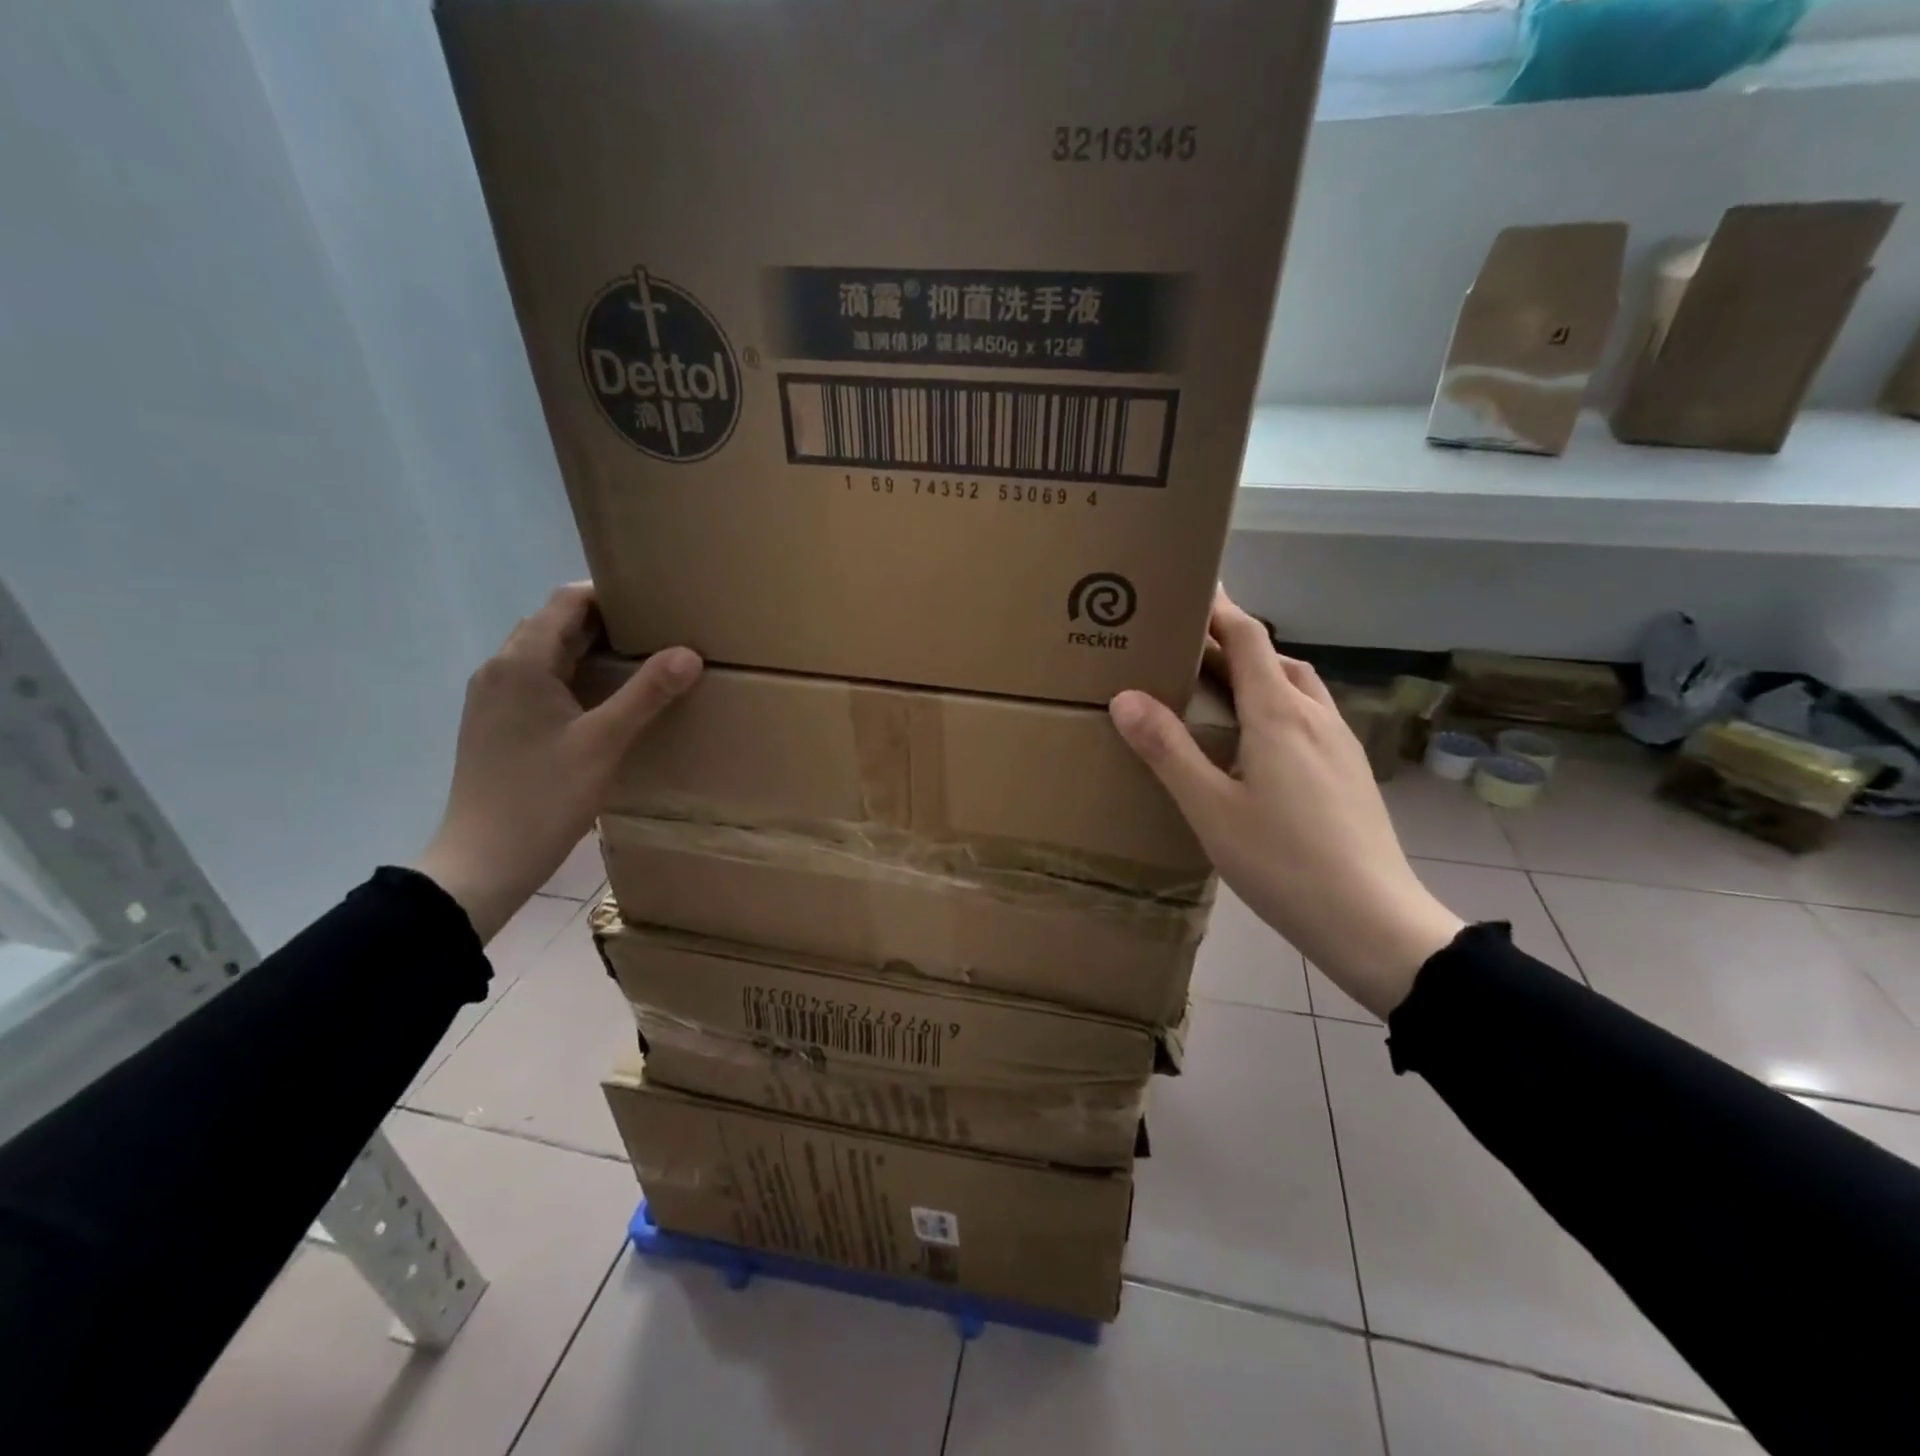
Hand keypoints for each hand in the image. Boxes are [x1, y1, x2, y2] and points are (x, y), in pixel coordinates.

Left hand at [413, 584, 701, 942]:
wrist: (484, 861)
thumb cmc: (544, 796)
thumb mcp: (604, 743)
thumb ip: (647, 693)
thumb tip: (689, 652)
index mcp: (520, 663)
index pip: (566, 602)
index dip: (609, 596)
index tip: (655, 605)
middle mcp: (499, 670)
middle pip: (554, 625)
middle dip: (604, 622)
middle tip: (656, 633)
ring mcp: (492, 698)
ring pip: (545, 655)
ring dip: (588, 650)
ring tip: (638, 664)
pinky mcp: (496, 724)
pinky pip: (538, 682)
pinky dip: (573, 677)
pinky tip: (603, 702)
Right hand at [1109, 588, 1461, 1020]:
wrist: (1371, 920)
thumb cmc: (1282, 861)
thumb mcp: (1209, 807)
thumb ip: (1167, 749)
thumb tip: (1125, 696)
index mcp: (1278, 714)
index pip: (1248, 639)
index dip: (1219, 609)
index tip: (1190, 587)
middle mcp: (1315, 716)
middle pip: (1274, 657)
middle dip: (1232, 642)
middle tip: (1188, 647)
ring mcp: (1341, 744)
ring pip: (1297, 687)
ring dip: (1259, 673)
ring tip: (1219, 691)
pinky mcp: (1351, 771)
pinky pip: (1309, 717)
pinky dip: (1277, 706)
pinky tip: (1259, 743)